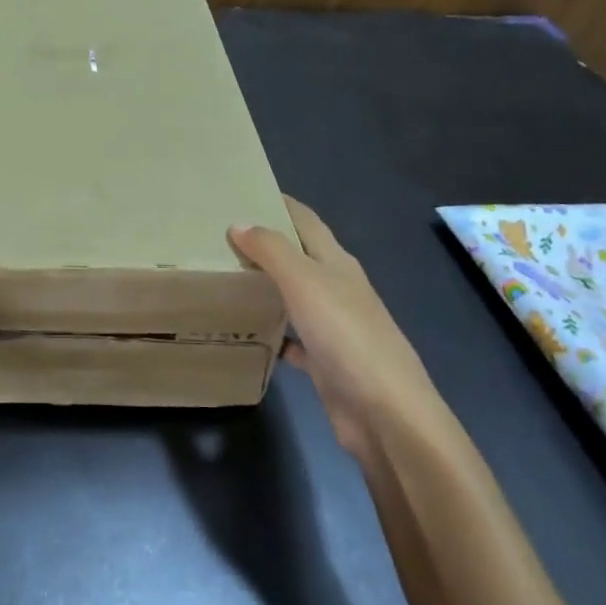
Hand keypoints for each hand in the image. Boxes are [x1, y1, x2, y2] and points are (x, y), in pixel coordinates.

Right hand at [229, 195, 443, 456]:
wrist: (385, 413)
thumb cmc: (347, 337)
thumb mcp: (306, 283)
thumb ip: (272, 251)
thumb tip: (239, 223)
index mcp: (337, 264)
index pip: (307, 221)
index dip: (280, 203)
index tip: (244, 191)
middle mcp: (338, 290)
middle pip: (300, 257)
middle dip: (267, 243)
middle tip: (220, 236)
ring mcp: (334, 327)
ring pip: (295, 297)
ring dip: (267, 286)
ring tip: (226, 277)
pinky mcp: (327, 362)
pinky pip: (294, 340)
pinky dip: (273, 333)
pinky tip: (249, 333)